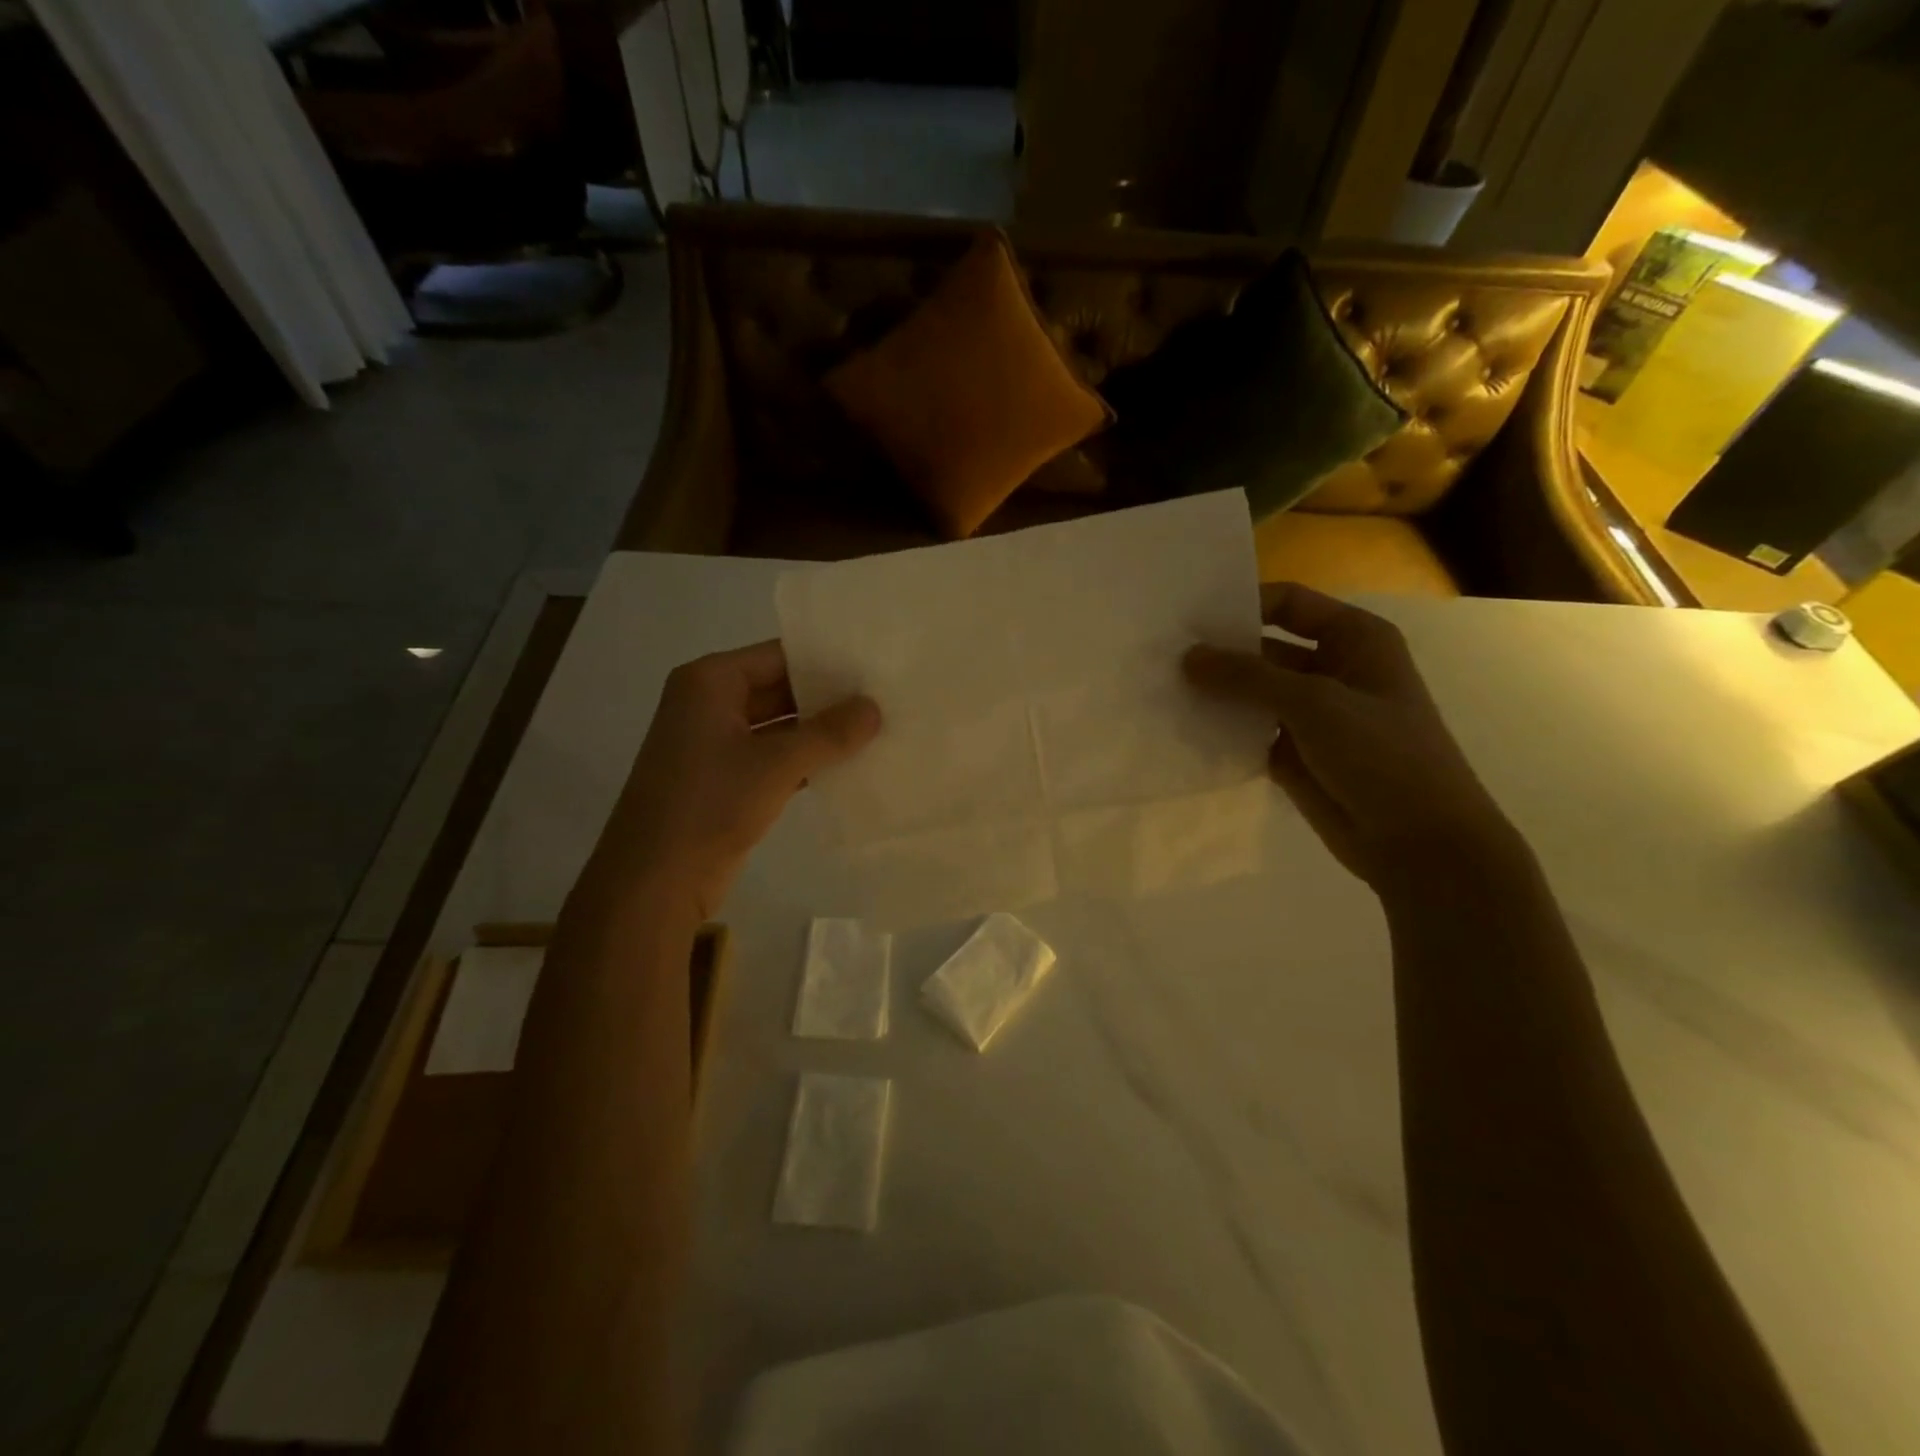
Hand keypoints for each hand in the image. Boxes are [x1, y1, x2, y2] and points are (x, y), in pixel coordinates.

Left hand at [597, 640, 880, 920]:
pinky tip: (850, 766)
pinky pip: (774, 757)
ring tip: (878, 729)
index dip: (827, 660)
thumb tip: (874, 707)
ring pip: (780, 726)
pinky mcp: (726, 780)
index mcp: (710, 682)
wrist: (656, 881)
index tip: (874, 665)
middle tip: (884, 698)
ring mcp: (716, 744)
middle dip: (828, 698)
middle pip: (780, 688)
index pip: (779, 655)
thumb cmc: (710, 806)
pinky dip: (807, 761)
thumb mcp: (776, 764)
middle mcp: (710, 704)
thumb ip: (829, 733)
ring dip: (821, 733)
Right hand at [1184, 583, 1512, 886]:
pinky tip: (1180, 727)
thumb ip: (1247, 677)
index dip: (1242, 603)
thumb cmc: (1382, 754)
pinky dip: (1220, 729)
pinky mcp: (1292, 753)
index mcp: (1354, 639)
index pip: (1288, 604)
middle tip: (1162, 655)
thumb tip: (1187, 657)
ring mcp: (1310, 714)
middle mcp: (1331, 669)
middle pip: (1264, 648)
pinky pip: (1248, 731)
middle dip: (1219, 651)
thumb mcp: (1315, 703)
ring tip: (1161, 689)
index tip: (1188, 617)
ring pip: (1252, 692)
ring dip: (1215, 692)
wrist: (1418, 842)